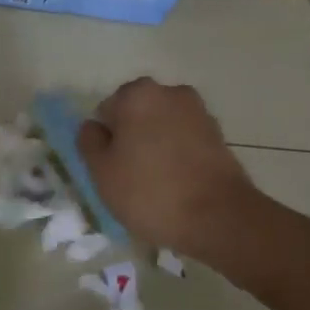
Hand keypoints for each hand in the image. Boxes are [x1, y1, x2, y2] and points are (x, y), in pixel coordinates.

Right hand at [77, 78, 260, 259]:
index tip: (112, 168)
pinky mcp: (219, 135)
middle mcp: (170, 92)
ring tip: (157, 185)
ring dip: (156, 147)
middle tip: (131, 178)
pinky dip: (179, 156)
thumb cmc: (150, 191)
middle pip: (137, 115)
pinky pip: (186, 141)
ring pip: (163, 127)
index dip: (106, 140)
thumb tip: (93, 126)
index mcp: (137, 94)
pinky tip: (179, 185)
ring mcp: (199, 112)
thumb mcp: (102, 172)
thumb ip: (89, 142)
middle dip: (132, 139)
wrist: (219, 217)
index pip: (107, 111)